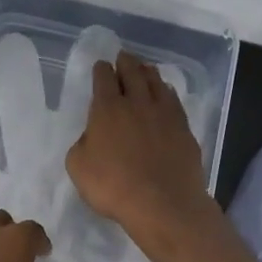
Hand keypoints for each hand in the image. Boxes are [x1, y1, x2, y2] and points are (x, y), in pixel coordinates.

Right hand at [66, 51, 215, 245]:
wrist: (163, 204)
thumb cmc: (113, 186)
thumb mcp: (78, 167)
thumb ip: (82, 144)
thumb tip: (91, 135)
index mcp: (107, 109)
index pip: (104, 79)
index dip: (101, 70)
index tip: (101, 65)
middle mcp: (137, 103)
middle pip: (132, 73)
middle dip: (126, 62)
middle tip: (123, 57)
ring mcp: (164, 114)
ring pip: (156, 82)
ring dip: (148, 72)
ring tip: (145, 68)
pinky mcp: (184, 128)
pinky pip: (174, 101)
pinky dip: (167, 92)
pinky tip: (166, 94)